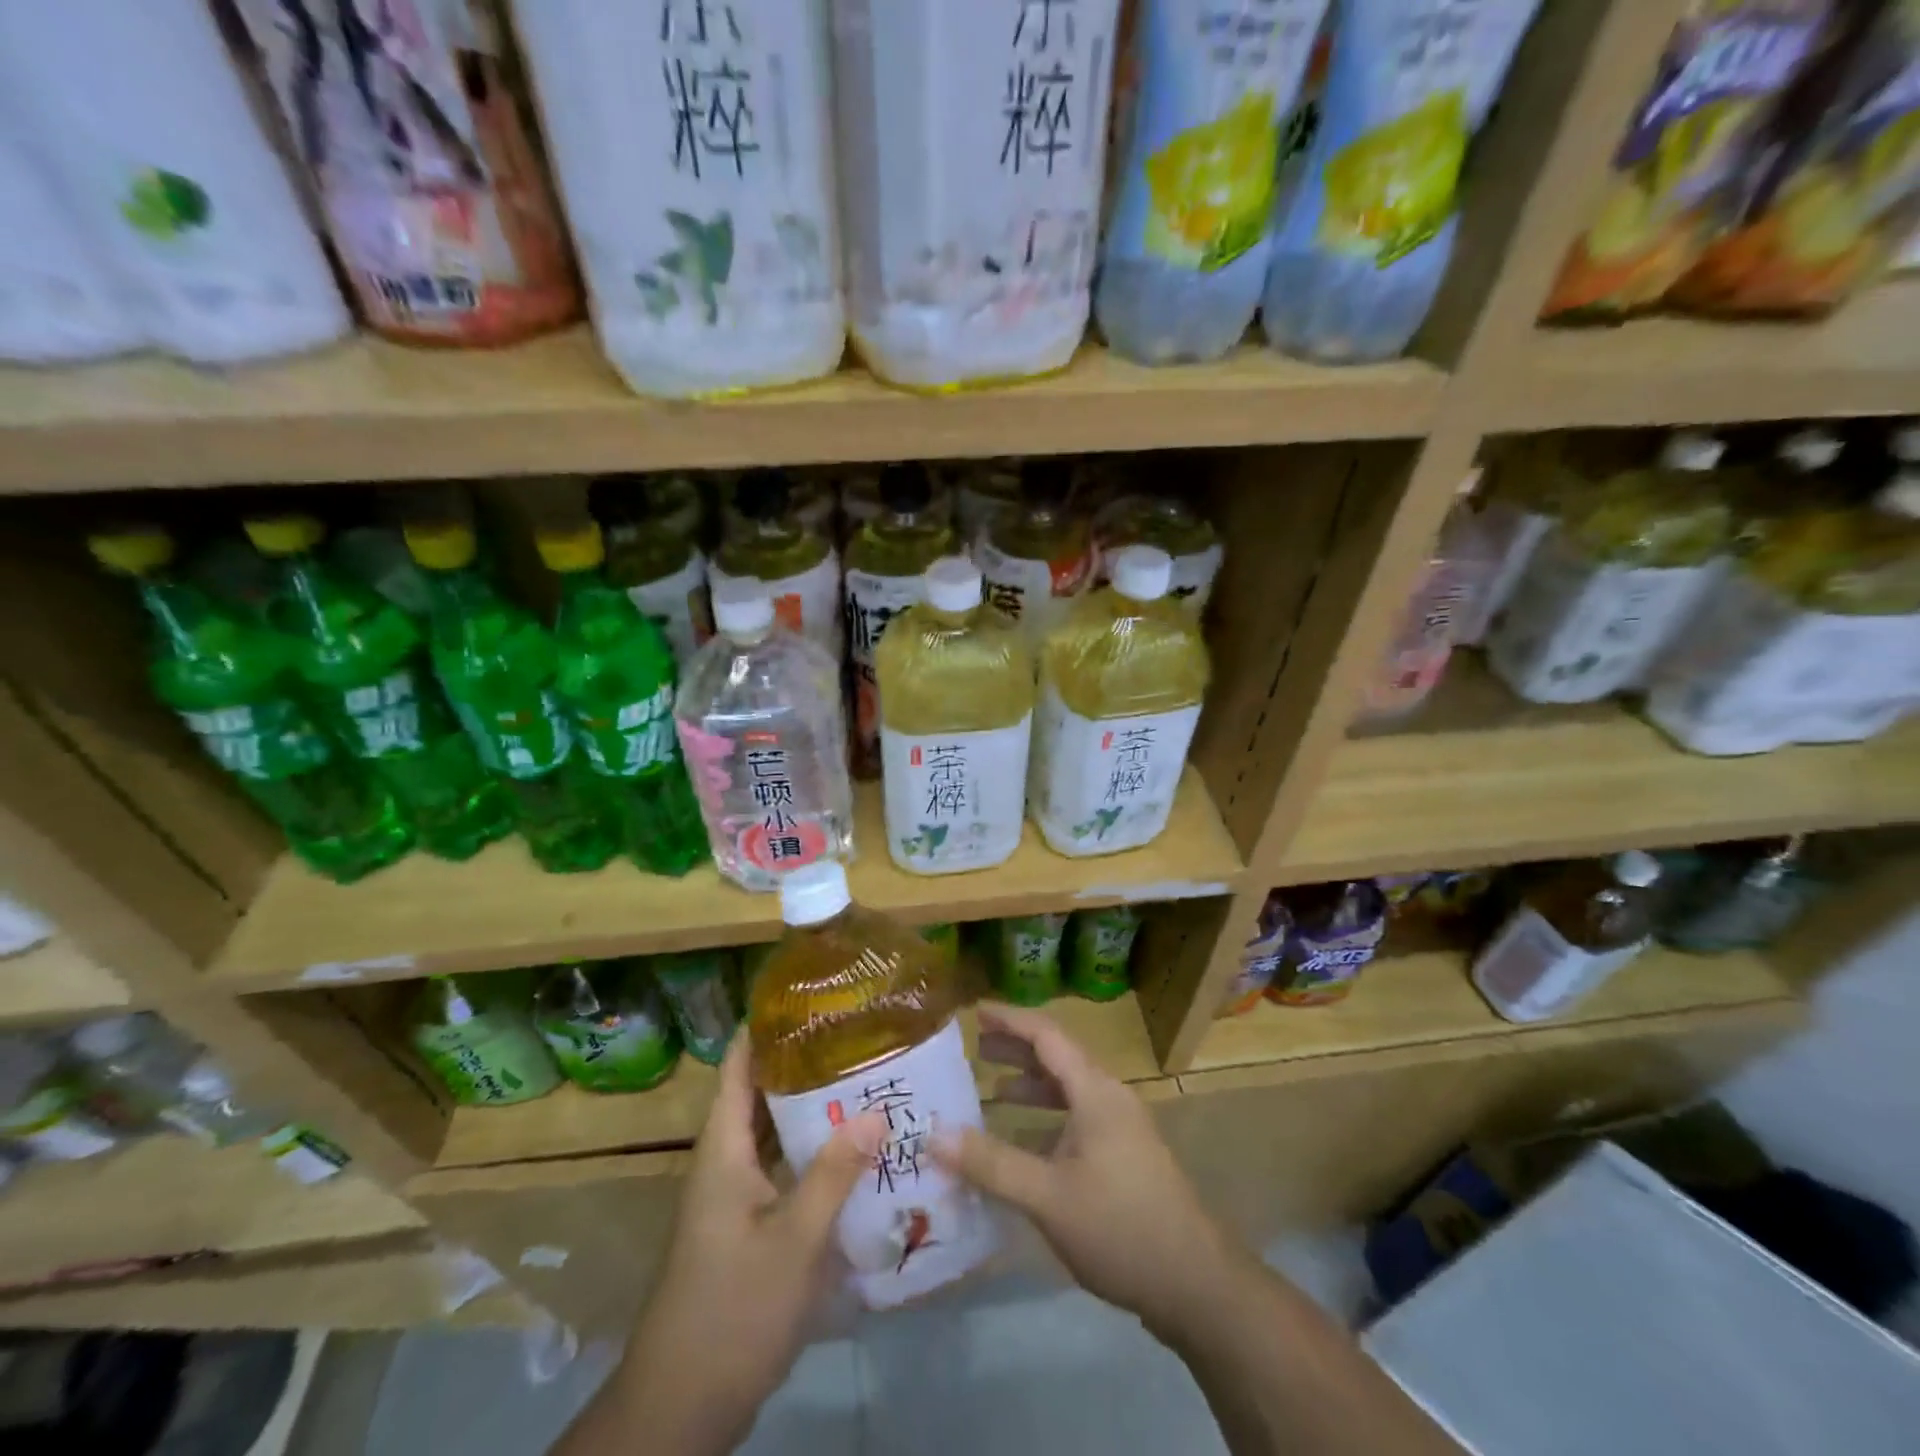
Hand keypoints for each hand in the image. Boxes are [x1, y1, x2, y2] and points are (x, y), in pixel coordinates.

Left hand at [618, 1037, 885, 1450]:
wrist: (681, 1409)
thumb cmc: (733, 1311)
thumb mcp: (795, 1241)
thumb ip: (834, 1173)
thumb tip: (875, 1110)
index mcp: (722, 1151)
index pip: (737, 1067)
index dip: (764, 1028)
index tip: (807, 997)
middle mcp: (724, 1163)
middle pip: (759, 1095)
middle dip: (801, 1063)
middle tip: (854, 1035)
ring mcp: (733, 1199)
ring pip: (772, 1135)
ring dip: (809, 1110)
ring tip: (862, 1079)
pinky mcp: (745, 1228)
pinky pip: (780, 1170)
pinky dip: (810, 1153)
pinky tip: (851, 1152)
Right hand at [933, 1003, 1241, 1335]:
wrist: (1196, 1284)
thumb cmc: (1120, 1227)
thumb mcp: (1047, 1197)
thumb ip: (991, 1163)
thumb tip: (934, 1134)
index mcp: (1095, 1091)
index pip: (1046, 1035)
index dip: (1010, 1019)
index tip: (975, 1011)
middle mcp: (1108, 1098)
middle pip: (1057, 1058)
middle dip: (1015, 1050)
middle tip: (974, 1050)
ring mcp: (1120, 1129)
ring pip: (1067, 1091)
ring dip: (1030, 1086)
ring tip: (989, 1092)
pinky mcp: (1123, 1157)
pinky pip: (1075, 1120)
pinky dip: (1044, 1120)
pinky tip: (1022, 1145)